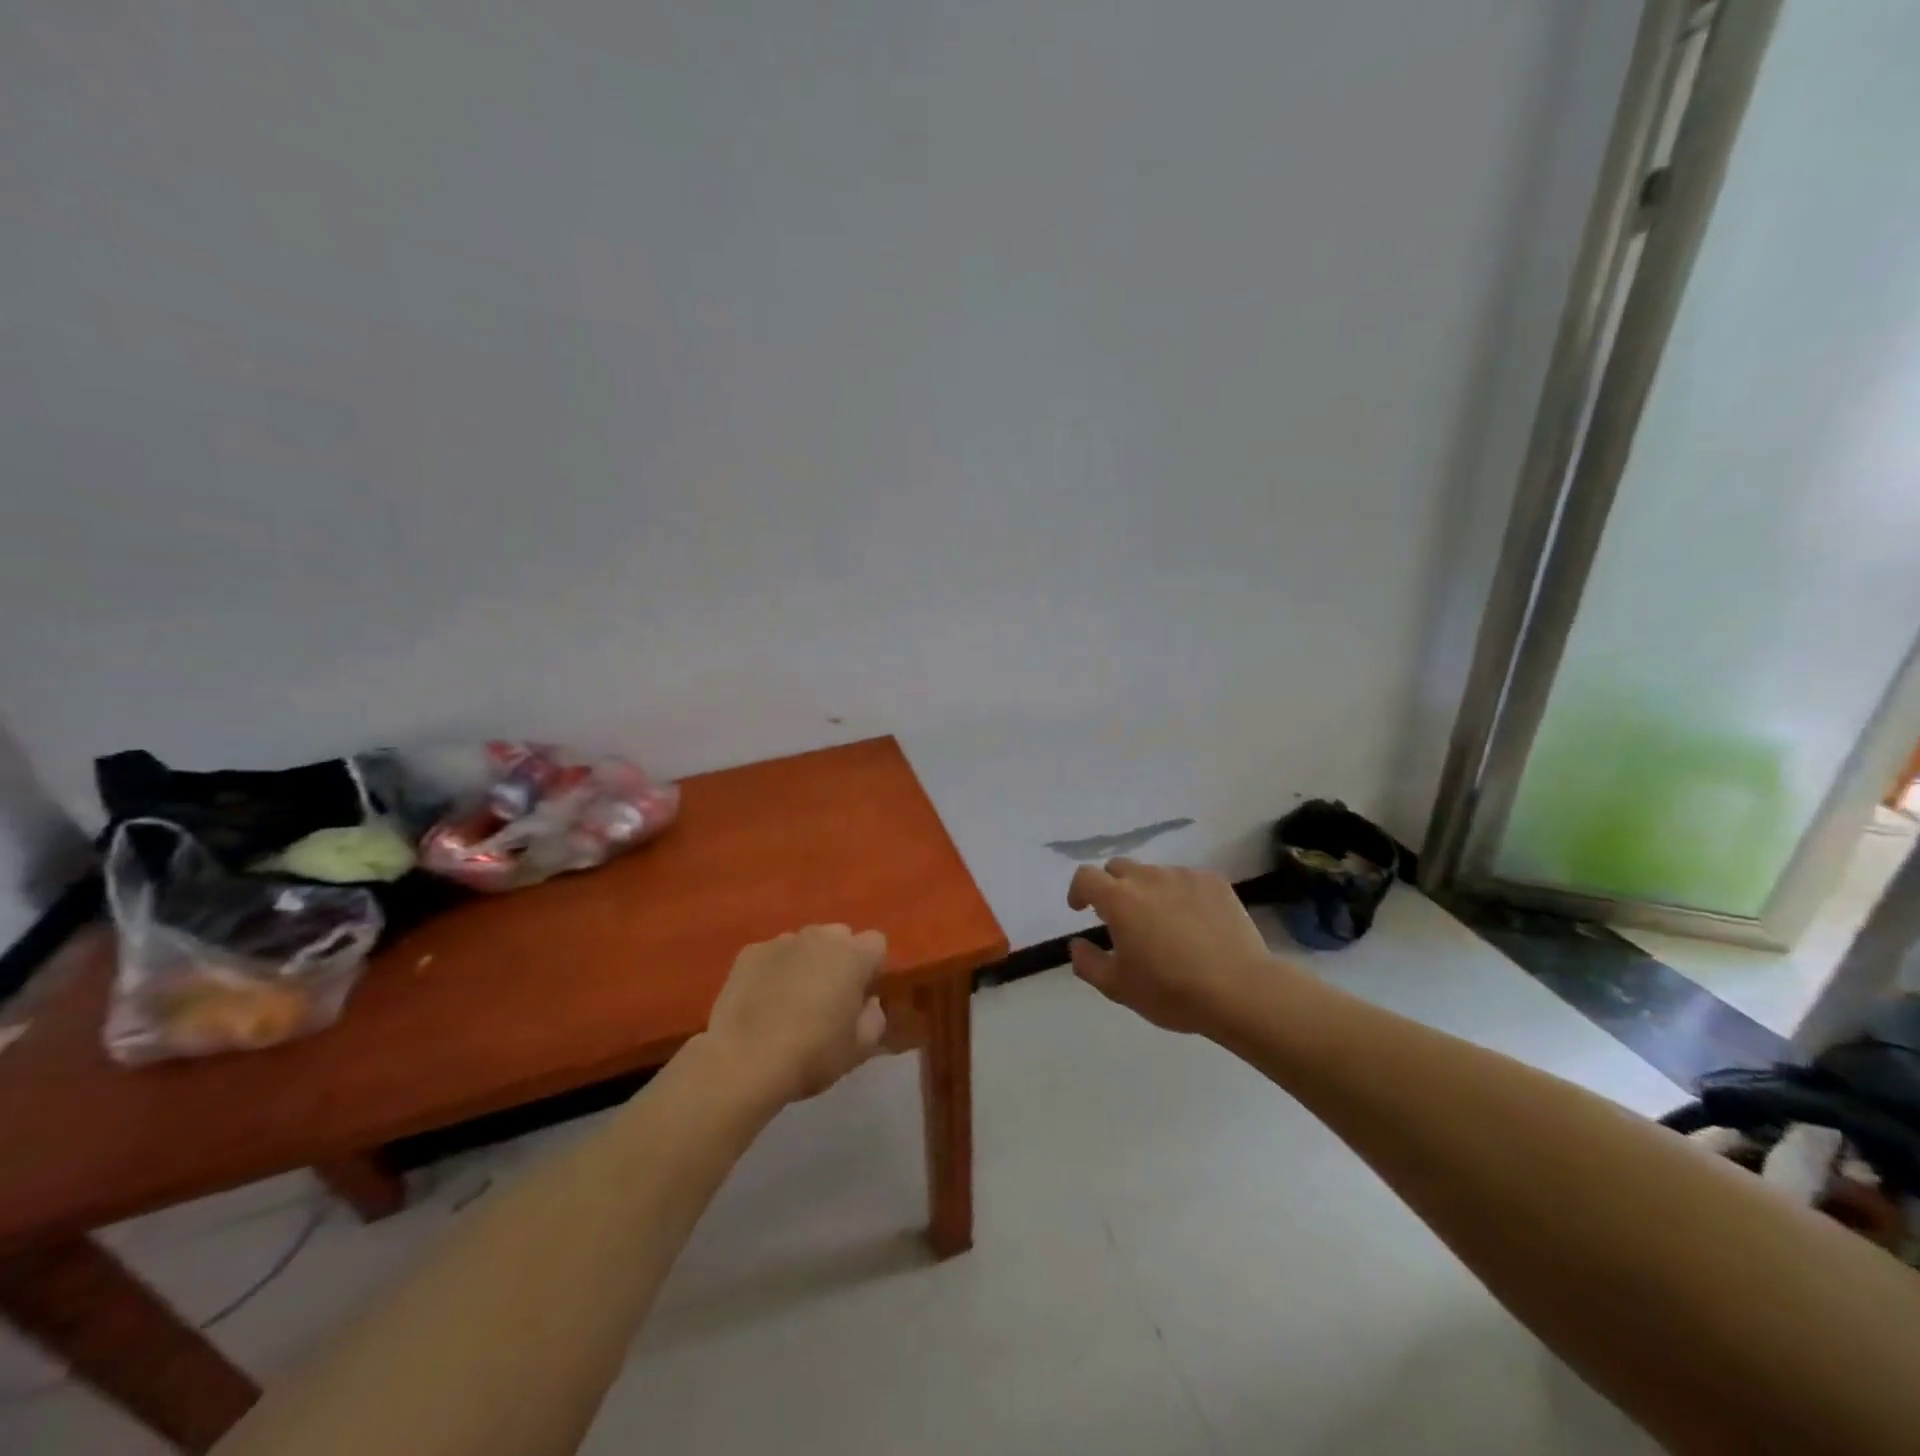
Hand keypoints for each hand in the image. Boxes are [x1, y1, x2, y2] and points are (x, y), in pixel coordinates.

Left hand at [703, 925, 889, 1103]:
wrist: (743, 1061)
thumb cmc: (812, 1054)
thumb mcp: (860, 1048)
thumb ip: (874, 1018)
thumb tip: (868, 1002)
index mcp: (854, 955)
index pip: (876, 944)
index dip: (871, 968)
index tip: (860, 995)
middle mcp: (820, 936)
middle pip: (840, 937)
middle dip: (839, 960)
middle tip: (827, 997)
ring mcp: (782, 941)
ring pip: (805, 944)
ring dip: (806, 962)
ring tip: (790, 1000)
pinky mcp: (750, 952)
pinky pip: (772, 955)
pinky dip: (773, 970)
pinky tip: (762, 1002)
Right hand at [1067, 859, 1273, 1035]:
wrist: (1240, 989)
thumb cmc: (1171, 990)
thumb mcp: (1118, 987)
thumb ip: (1087, 962)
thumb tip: (1076, 944)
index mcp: (1119, 899)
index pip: (1086, 877)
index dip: (1078, 890)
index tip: (1081, 909)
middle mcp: (1148, 878)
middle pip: (1119, 867)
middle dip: (1112, 886)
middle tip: (1121, 917)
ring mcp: (1184, 876)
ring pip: (1155, 873)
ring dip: (1148, 891)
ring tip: (1163, 923)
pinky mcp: (1214, 882)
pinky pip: (1187, 880)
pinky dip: (1180, 894)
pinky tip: (1194, 923)